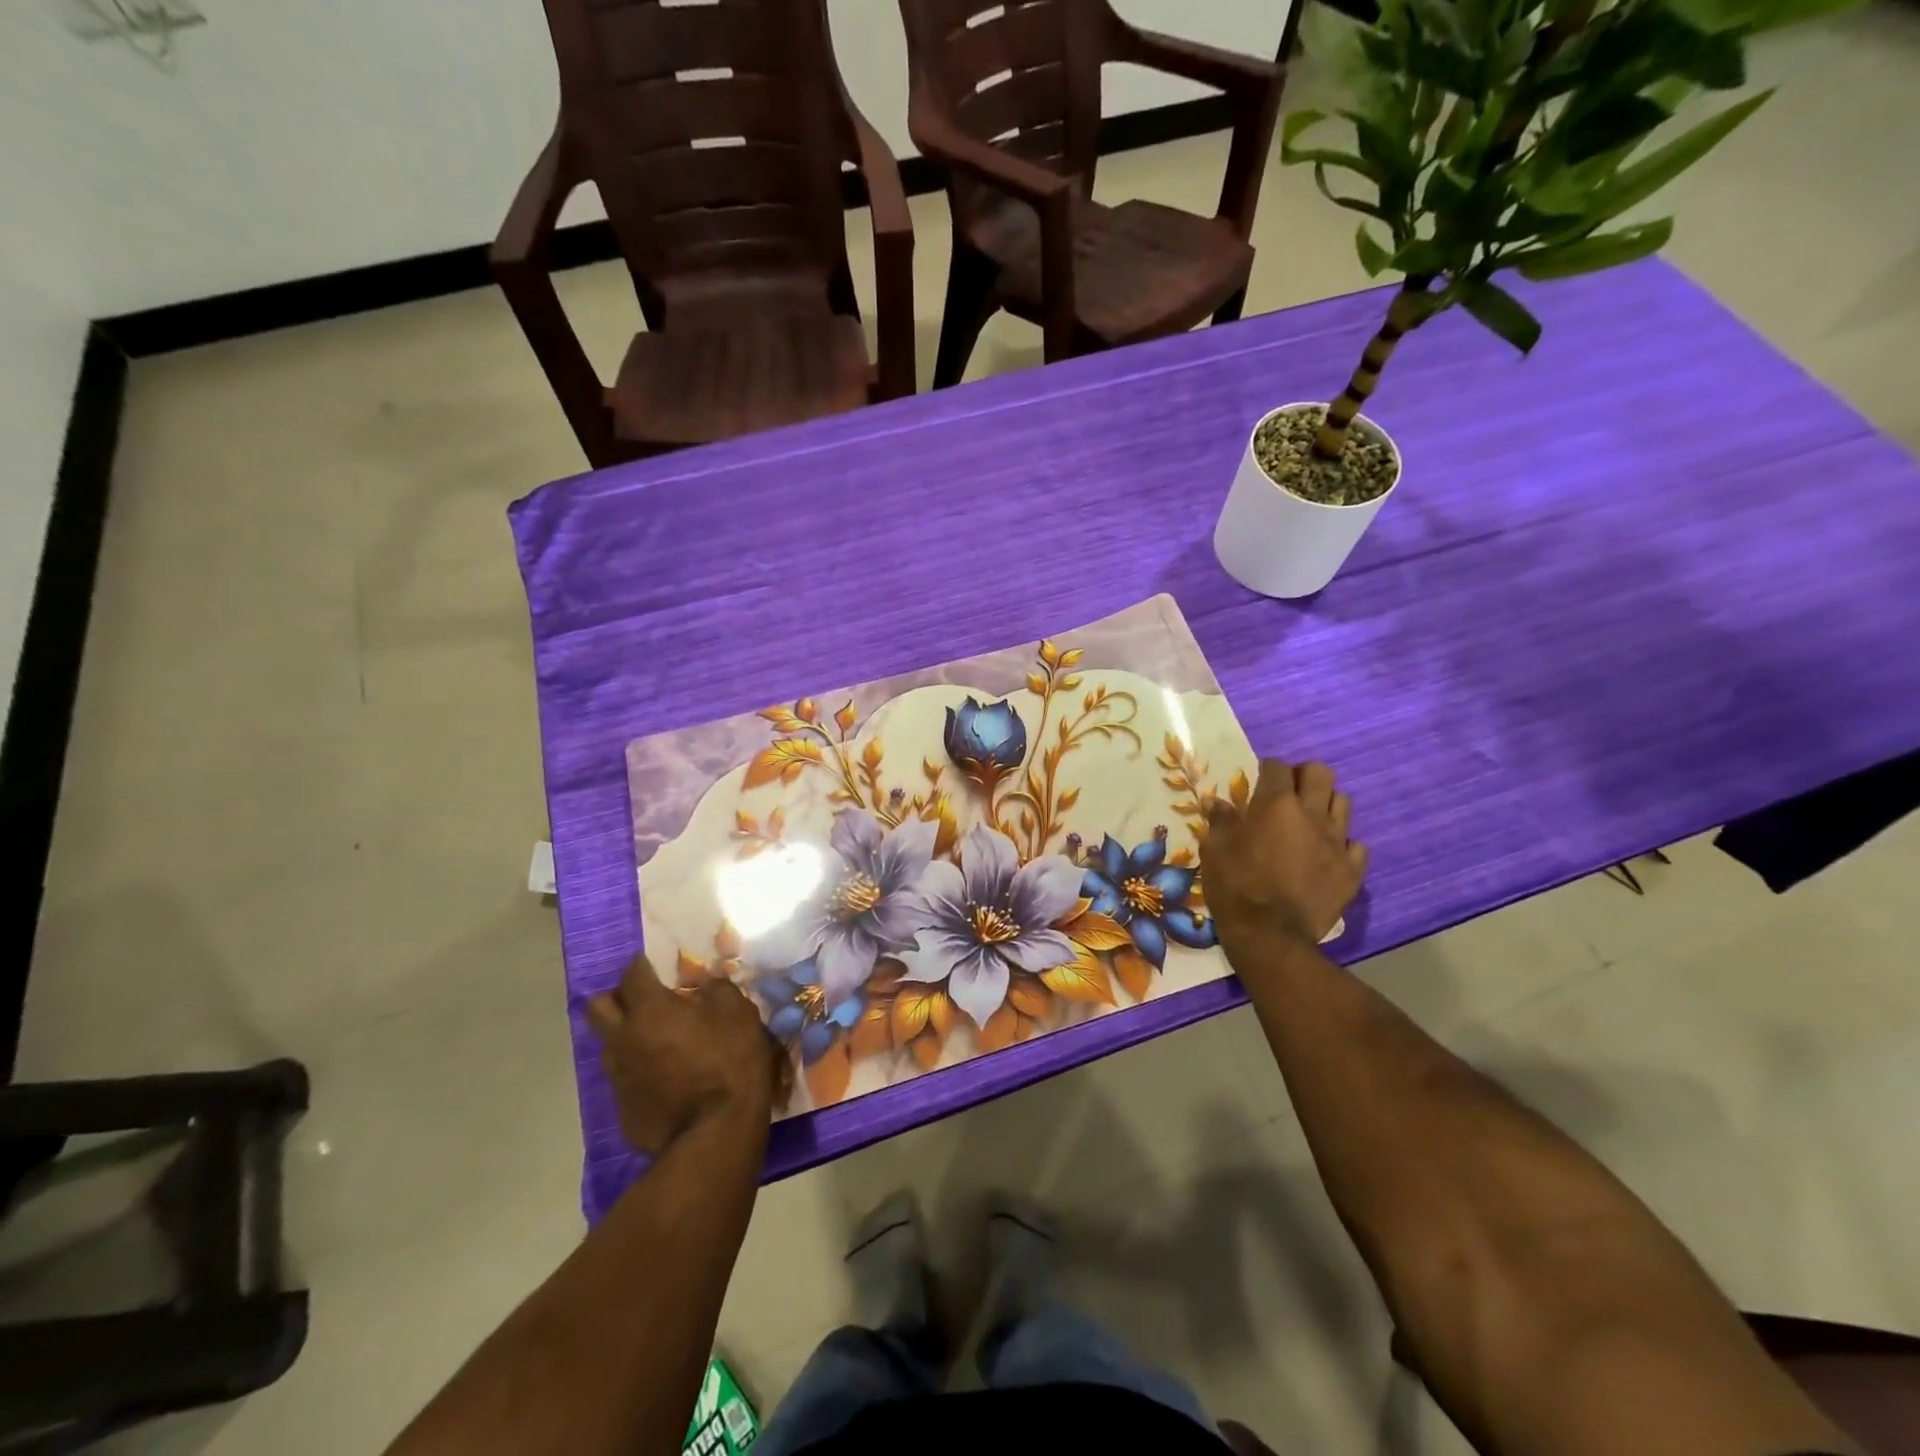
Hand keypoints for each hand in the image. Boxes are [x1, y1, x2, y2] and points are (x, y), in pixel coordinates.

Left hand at [586, 955, 786, 1155]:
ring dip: (626, 1036)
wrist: (716, 1133)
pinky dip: (640, 1073)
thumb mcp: (738, 1013)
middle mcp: (624, 1039)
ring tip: (656, 1041)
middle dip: (616, 997)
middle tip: (643, 1000)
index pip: (632, 973)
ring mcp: (619, 1078)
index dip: (643, 965)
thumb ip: (716, 990)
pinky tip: (665, 1080)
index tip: (656, 965)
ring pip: (609, 1045)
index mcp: (650, 1010)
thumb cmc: (730, 1062)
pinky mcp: (623, 1111)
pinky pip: (625, 1080)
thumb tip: (702, 987)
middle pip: (597, 1007)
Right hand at [1203, 759, 1367, 951]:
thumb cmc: (1236, 886)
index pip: (1277, 768)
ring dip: (1325, 804)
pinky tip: (1326, 854)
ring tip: (1309, 820)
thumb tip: (1217, 802)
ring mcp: (1337, 842)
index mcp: (1276, 805)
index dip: (1267, 769)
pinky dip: (1342, 844)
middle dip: (1304, 775)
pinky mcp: (1352, 870)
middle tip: (1289, 792)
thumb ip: (1220, 821)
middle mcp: (1311, 815)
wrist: (1270, 935)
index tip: (1258, 779)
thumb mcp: (1215, 850)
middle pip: (1320, 773)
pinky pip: (1355, 845)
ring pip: (1343, 803)